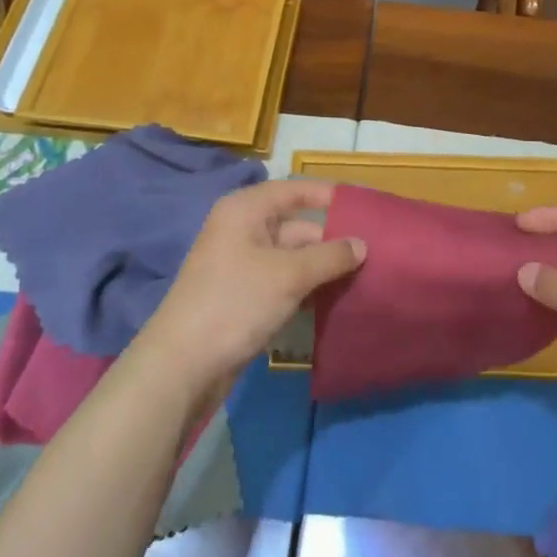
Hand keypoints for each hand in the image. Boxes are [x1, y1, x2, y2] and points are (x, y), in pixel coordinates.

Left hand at [138, 179, 363, 395]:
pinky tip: (334, 300)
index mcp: (246, 210)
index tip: (365, 208)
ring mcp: (241, 265)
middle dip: (331, 239)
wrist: (182, 365)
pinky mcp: (243, 296)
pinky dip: (306, 287)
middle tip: (373, 252)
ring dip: (322, 267)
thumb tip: (362, 244)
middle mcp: (242, 230)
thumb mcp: (289, 275)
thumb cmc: (236, 303)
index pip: (295, 190)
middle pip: (296, 225)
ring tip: (364, 276)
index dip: (329, 196)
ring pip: (291, 256)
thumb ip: (330, 256)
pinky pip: (282, 281)